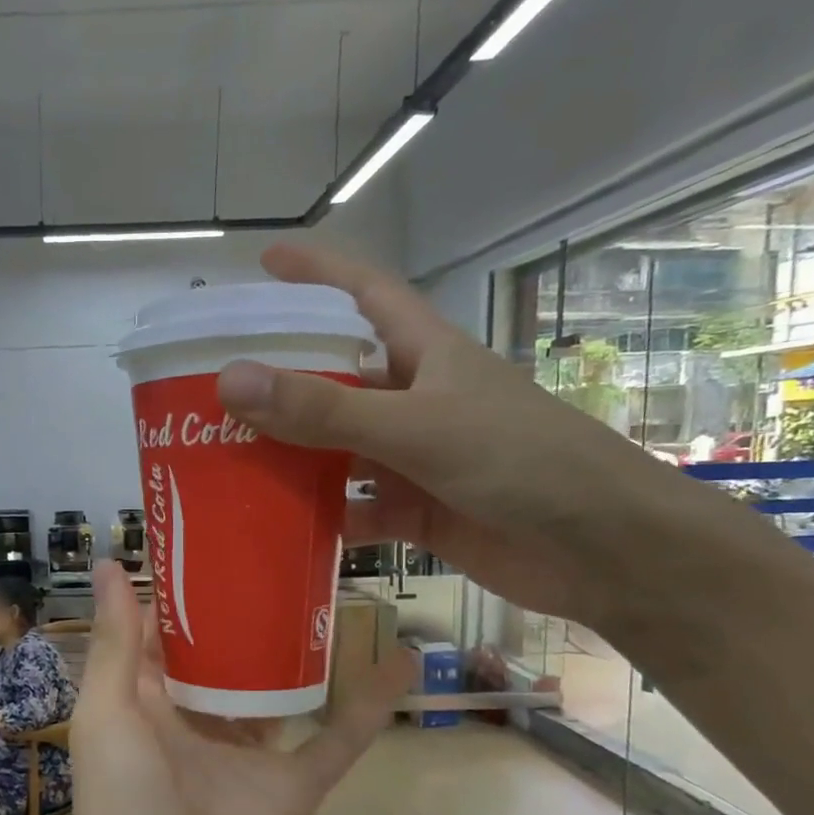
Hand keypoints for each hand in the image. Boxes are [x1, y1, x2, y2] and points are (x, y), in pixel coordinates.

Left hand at [66, 562, 409, 814]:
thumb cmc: (122, 811)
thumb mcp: (107, 715)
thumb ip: (116, 643)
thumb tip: (109, 563)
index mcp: (141, 702)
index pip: (161, 633)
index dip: (181, 591)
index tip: (211, 539)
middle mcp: (191, 722)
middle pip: (223, 656)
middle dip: (245, 611)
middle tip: (281, 551)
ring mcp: (245, 756)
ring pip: (279, 690)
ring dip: (303, 651)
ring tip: (334, 590)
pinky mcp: (292, 790)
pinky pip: (334, 740)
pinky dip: (368, 705)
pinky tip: (402, 659)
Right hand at [215, 243, 714, 632]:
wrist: (602, 551)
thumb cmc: (521, 462)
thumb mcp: (416, 428)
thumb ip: (324, 410)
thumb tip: (230, 379)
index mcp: (424, 354)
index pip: (363, 293)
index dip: (315, 272)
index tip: (263, 263)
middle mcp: (413, 399)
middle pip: (334, 377)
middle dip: (279, 378)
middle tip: (211, 382)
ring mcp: (413, 457)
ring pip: (335, 447)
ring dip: (289, 454)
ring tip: (223, 456)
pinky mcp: (415, 510)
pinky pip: (352, 505)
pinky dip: (319, 514)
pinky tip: (275, 524)